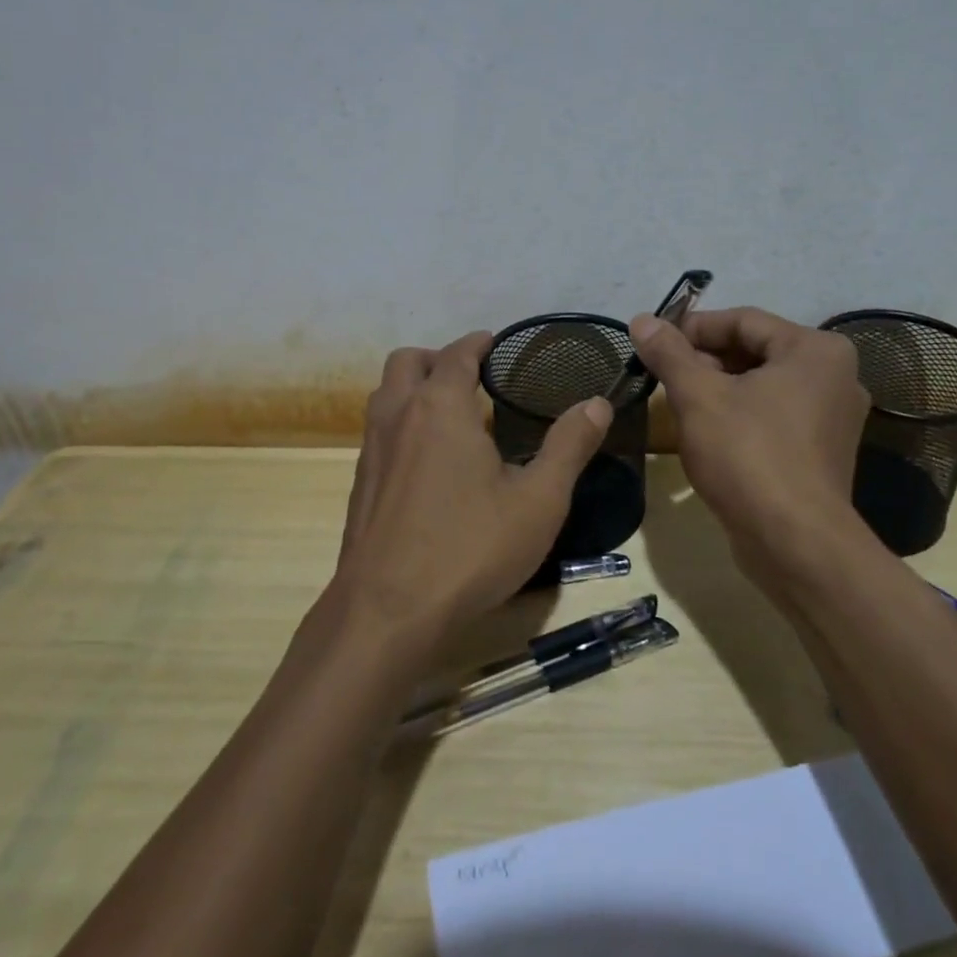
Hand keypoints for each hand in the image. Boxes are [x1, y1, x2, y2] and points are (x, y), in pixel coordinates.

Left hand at [333, 330, 611, 645]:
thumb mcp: (538, 501)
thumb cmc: (469, 549)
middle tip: (474, 378)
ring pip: (386, 395)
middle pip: (407, 362)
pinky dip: (402, 423)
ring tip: (453, 415)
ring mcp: (371, 450)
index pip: (457, 353)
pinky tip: (430, 463)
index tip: (497, 344)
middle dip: (439, 358)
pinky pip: (379, 431)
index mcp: (440, 406)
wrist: (386, 612)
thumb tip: (597, 403)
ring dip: (414, 388)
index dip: (479, 343)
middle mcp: (398, 416)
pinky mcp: (359, 484)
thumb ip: (569, 446)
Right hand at [632, 306, 868, 587]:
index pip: (743, 320)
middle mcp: (835, 376)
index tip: (653, 343)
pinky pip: (774, 416)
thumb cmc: (748, 455)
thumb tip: (641, 320)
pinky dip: (740, 415)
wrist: (795, 543)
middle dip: (704, 360)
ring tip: (678, 402)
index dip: (692, 328)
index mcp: (815, 350)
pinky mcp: (822, 452)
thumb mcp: (699, 397)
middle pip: (755, 351)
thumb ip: (670, 354)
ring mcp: (833, 417)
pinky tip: (707, 432)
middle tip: (662, 375)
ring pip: (763, 386)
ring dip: (719, 388)